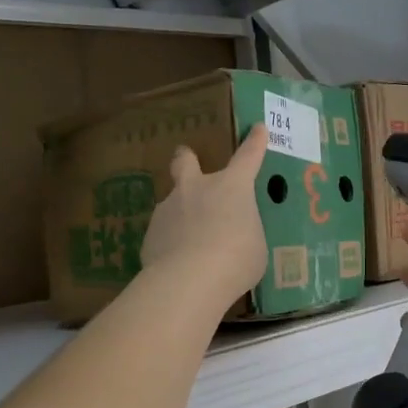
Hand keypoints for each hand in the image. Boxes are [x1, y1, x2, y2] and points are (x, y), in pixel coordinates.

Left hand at [139, 124, 269, 309]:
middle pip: (185, 162)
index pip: (248, 157)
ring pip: (172, 203)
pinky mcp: (150, 234)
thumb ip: (244, 233)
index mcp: (231, 187)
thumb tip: (234, 236)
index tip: (257, 129)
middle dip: (186, 158)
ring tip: (189, 242)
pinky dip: (170, 244)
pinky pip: (163, 235)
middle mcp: (196, 189)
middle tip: (186, 158)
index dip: (254, 143)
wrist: (190, 279)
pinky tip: (177, 264)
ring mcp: (169, 209)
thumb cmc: (237, 259)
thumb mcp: (255, 247)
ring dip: (180, 215)